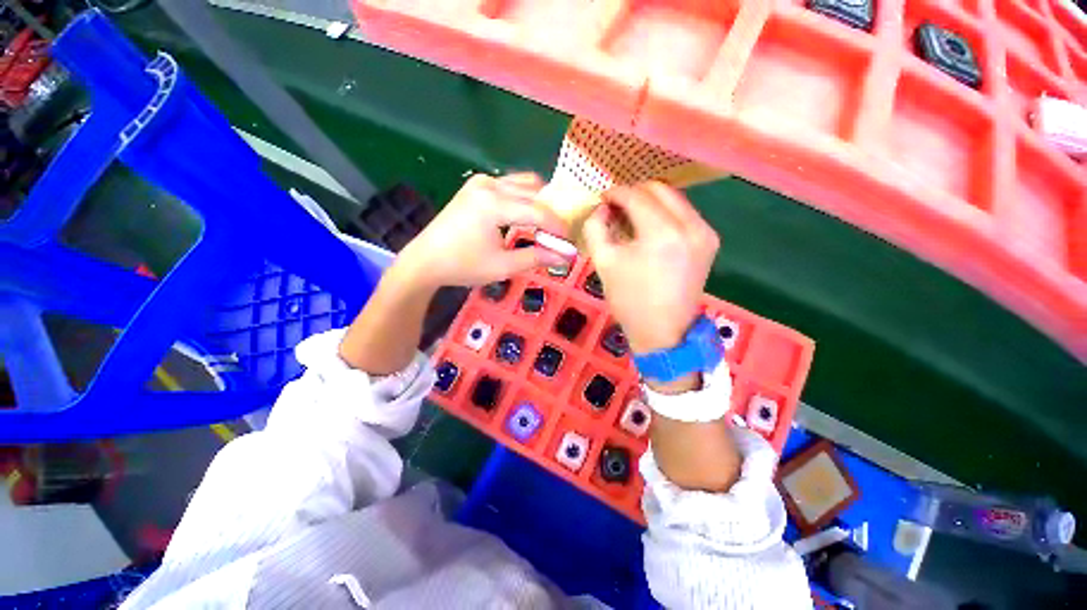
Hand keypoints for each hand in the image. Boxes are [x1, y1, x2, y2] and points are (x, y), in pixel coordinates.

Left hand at [396, 173, 568, 287]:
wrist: (426, 261)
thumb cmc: (463, 266)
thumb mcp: (503, 266)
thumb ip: (536, 258)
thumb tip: (565, 257)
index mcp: (494, 204)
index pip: (538, 212)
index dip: (558, 227)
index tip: (570, 241)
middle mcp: (489, 185)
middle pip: (534, 193)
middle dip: (550, 214)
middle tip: (558, 236)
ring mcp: (481, 182)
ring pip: (523, 184)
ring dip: (538, 203)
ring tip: (544, 227)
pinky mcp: (475, 186)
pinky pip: (509, 186)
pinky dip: (523, 198)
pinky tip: (524, 217)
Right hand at [582, 182, 718, 354]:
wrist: (664, 331)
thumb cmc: (629, 300)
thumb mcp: (603, 262)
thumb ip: (595, 227)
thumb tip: (602, 209)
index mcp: (662, 232)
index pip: (637, 196)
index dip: (616, 193)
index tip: (602, 199)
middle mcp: (690, 225)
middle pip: (659, 189)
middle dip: (634, 193)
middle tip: (616, 208)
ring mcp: (705, 232)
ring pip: (674, 199)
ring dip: (650, 202)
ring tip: (631, 218)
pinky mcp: (710, 241)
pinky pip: (685, 214)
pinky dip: (665, 214)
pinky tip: (651, 230)